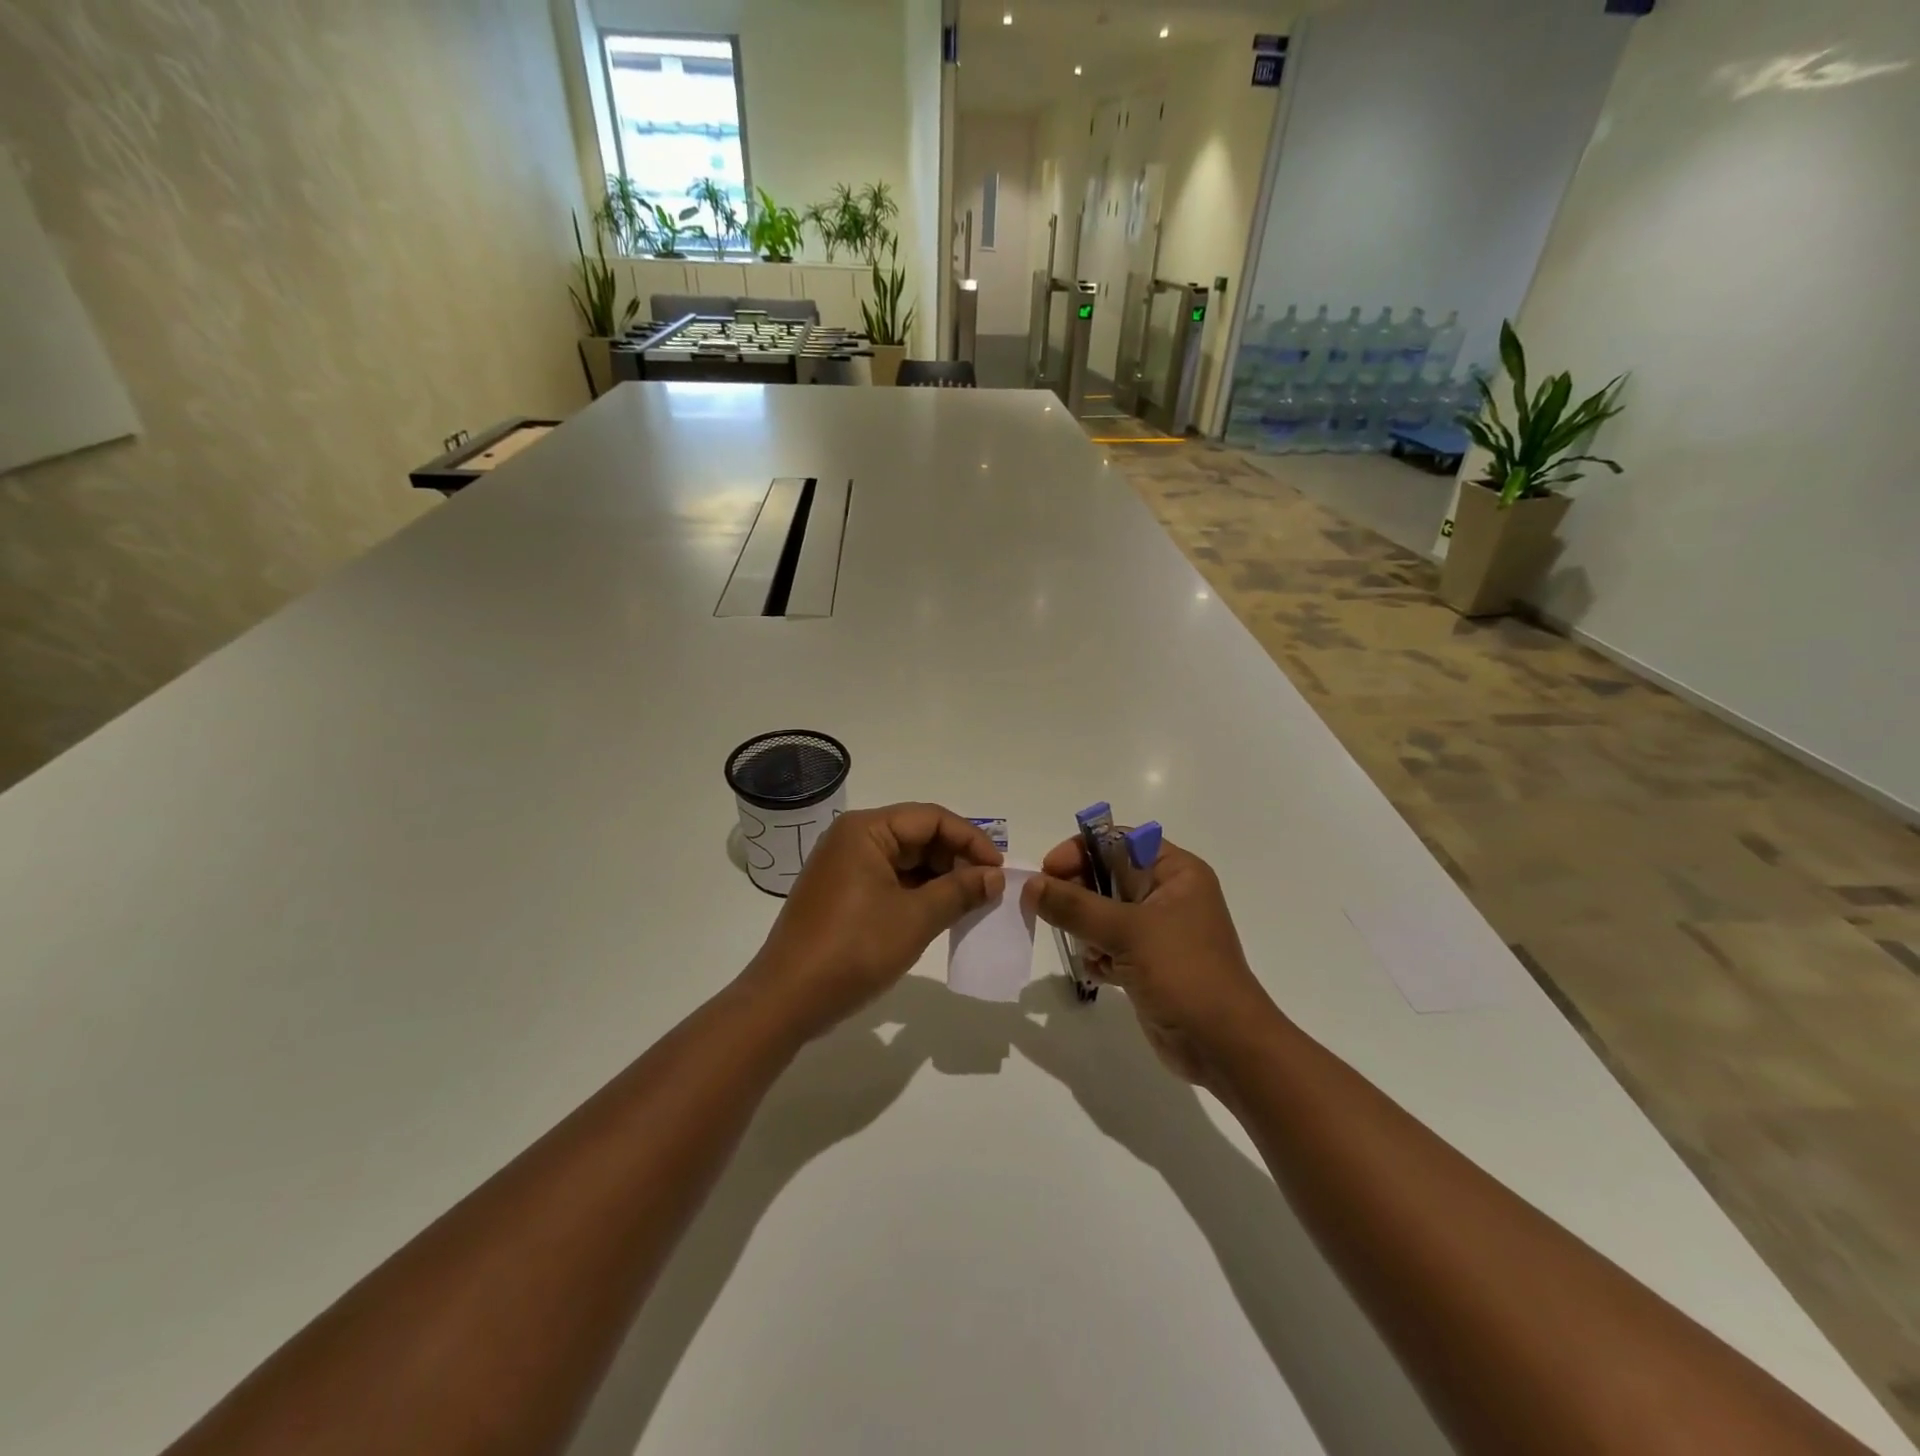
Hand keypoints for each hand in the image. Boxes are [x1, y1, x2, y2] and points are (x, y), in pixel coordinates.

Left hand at [747, 803, 1003, 1040]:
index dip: (970, 840)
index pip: (931, 818)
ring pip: (905, 861)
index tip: (998, 869)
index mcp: (866, 830)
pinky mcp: (842, 894)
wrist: (787, 1000)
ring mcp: (844, 867)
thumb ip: (960, 891)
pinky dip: (918, 894)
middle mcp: (852, 839)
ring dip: (940, 879)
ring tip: (971, 903)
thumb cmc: (854, 949)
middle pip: (917, 835)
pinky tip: (941, 914)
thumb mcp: (916, 918)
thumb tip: (995, 876)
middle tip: (989, 889)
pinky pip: (889, 881)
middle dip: (956, 859)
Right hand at [1021, 836, 1278, 1087]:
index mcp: (1175, 872)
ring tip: (1083, 947)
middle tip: (1047, 909)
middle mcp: (1167, 895)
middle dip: (1077, 892)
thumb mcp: (1127, 931)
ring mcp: (1158, 931)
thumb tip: (1030, 885)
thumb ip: (1075, 906)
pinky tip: (1097, 971)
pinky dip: (1097, 954)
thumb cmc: (1184, 973)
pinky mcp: (1148, 964)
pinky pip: (1110, 945)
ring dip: (1085, 927)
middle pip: (1107, 876)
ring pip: (1104, 913)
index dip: (1082, 850)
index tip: (1049, 871)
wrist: (1224, 1047)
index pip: (1118, 841)